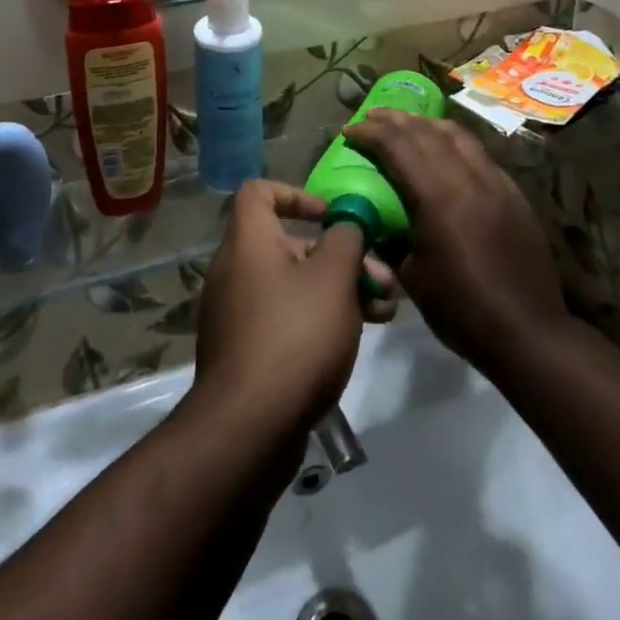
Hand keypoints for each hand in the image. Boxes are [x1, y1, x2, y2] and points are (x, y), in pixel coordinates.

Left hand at [190, 182, 373, 445]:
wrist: (249, 427)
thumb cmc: (295, 335)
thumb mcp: (333, 278)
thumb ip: (346, 238)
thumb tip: (346, 223)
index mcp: (248, 241)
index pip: (259, 192)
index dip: (297, 194)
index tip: (332, 216)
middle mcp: (235, 268)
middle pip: (289, 242)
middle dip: (340, 255)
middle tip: (383, 278)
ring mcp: (238, 312)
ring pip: (294, 283)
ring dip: (339, 289)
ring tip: (383, 310)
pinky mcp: (247, 350)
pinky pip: (285, 316)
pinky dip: (319, 317)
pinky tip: (357, 336)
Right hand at [341, 111, 563, 373]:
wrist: (530, 333)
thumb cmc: (462, 310)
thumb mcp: (411, 277)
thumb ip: (390, 239)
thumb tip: (373, 221)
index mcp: (437, 197)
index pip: (398, 147)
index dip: (370, 134)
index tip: (349, 131)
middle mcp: (467, 178)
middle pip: (425, 132)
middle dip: (394, 120)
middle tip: (371, 117)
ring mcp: (495, 182)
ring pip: (456, 135)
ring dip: (425, 123)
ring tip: (405, 122)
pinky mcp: (513, 192)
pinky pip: (478, 152)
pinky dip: (453, 141)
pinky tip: (445, 148)